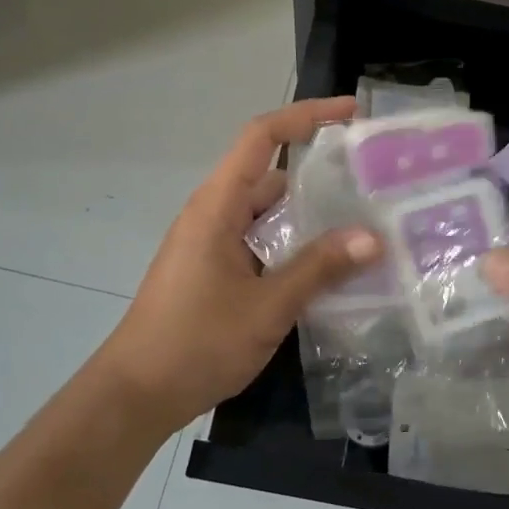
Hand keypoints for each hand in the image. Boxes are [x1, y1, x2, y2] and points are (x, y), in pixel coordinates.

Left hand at [92, 97, 382, 432]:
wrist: (136, 395)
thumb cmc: (195, 343)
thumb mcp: (267, 306)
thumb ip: (319, 269)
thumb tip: (373, 237)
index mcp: (218, 206)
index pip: (261, 137)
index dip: (306, 116)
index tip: (350, 113)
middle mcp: (215, 215)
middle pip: (272, 176)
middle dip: (321, 175)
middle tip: (373, 185)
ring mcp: (214, 244)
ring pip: (270, 215)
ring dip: (311, 218)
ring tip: (365, 226)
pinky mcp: (217, 272)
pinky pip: (263, 244)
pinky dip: (295, 247)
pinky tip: (331, 271)